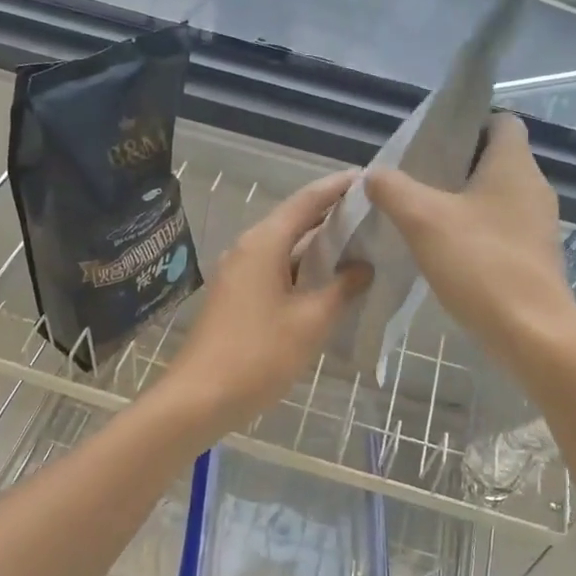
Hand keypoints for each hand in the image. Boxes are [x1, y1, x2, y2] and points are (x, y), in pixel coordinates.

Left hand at [163, 172, 370, 430]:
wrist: (199, 397)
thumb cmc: (259, 355)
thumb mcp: (311, 322)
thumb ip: (342, 289)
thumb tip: (363, 267)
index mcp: (264, 243)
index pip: (307, 200)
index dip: (338, 187)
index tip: (370, 178)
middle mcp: (248, 248)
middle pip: (295, 220)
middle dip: (333, 216)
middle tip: (375, 213)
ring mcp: (239, 272)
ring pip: (286, 247)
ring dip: (319, 245)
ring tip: (361, 243)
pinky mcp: (237, 295)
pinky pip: (276, 268)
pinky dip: (304, 268)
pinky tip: (329, 281)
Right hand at [364, 113, 575, 376]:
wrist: (532, 334)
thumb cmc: (481, 264)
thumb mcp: (423, 220)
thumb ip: (393, 189)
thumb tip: (375, 174)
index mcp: (514, 165)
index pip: (502, 120)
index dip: (468, 122)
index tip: (432, 142)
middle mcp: (533, 188)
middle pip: (495, 159)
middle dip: (455, 164)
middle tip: (415, 178)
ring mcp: (537, 225)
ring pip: (496, 196)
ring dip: (462, 200)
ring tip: (422, 214)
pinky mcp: (534, 256)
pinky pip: (500, 228)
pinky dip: (474, 231)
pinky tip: (445, 251)